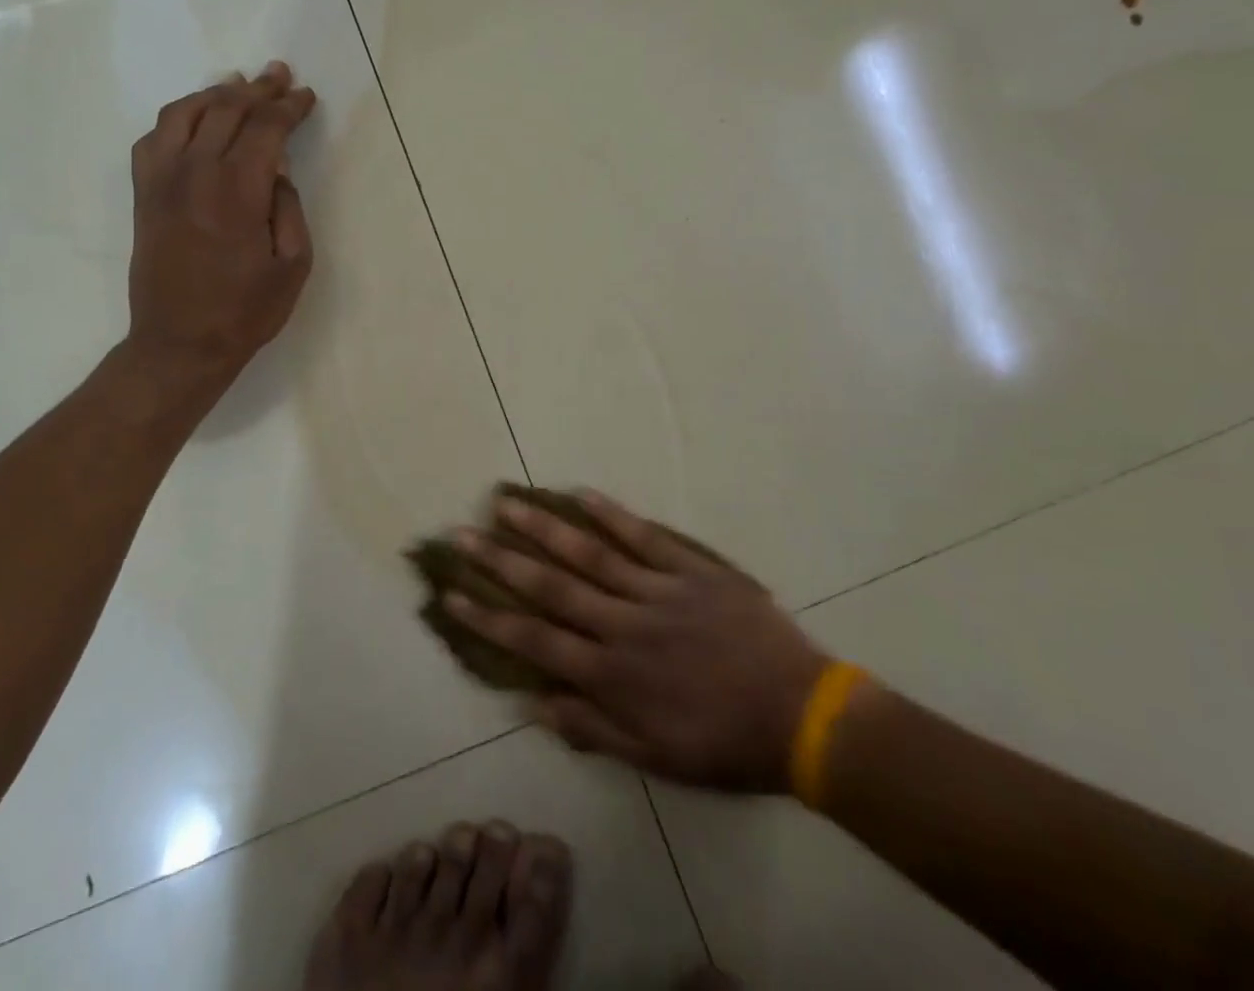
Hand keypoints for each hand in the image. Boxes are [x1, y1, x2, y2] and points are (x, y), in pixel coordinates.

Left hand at [123, 62, 316, 402]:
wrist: (179, 344)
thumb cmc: (245, 312)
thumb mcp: (293, 266)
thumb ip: (289, 208)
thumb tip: (277, 171)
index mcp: (237, 191)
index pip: (265, 129)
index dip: (288, 107)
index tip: (306, 96)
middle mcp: (195, 173)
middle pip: (226, 109)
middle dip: (257, 89)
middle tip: (279, 75)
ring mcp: (162, 181)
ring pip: (184, 113)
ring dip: (215, 93)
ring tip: (238, 85)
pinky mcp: (144, 195)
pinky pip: (154, 138)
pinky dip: (176, 118)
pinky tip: (193, 120)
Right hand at [446, 490, 828, 793]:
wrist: (801, 716)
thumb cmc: (725, 744)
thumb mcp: (656, 759)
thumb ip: (593, 729)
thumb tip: (534, 702)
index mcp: (611, 673)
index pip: (535, 640)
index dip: (489, 616)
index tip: (452, 594)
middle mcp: (622, 624)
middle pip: (551, 586)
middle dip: (501, 559)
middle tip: (462, 533)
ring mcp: (656, 590)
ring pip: (589, 553)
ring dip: (543, 527)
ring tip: (506, 501)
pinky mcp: (690, 570)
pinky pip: (645, 537)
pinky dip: (612, 515)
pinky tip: (581, 494)